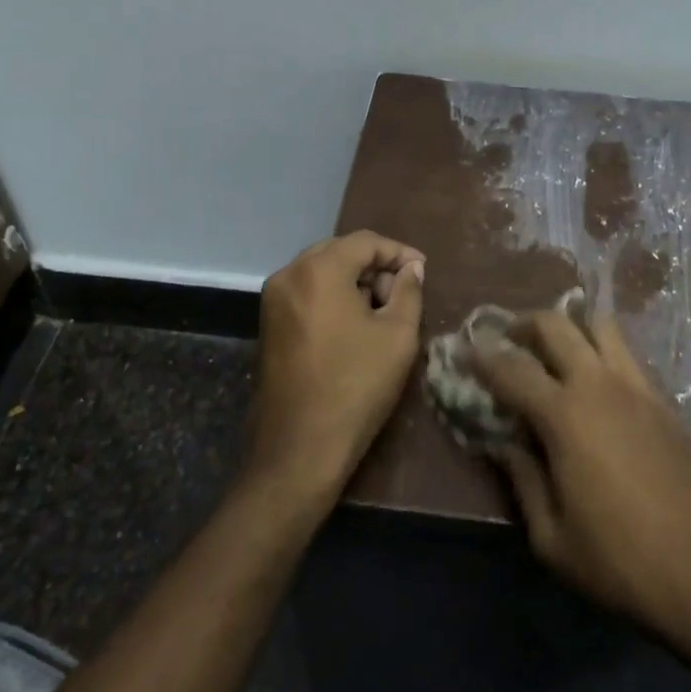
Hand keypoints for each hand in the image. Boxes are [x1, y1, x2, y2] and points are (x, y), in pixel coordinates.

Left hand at [246, 231, 424, 509]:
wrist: (299, 449)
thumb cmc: (355, 387)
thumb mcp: (397, 335)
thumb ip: (408, 291)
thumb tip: (411, 268)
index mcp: (319, 270)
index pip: (365, 242)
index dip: (398, 252)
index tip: (422, 271)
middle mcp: (289, 274)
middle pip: (340, 251)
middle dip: (374, 266)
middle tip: (402, 292)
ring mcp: (273, 299)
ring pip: (321, 270)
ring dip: (353, 281)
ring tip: (380, 311)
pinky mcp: (268, 323)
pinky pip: (306, 292)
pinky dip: (332, 296)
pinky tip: (353, 324)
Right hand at [471, 303, 690, 657]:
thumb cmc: (625, 564)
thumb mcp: (554, 540)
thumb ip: (522, 482)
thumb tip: (502, 444)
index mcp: (564, 415)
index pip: (511, 368)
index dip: (482, 356)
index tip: (464, 350)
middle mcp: (599, 384)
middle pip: (555, 323)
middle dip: (523, 324)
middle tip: (507, 341)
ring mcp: (638, 386)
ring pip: (599, 324)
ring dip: (570, 325)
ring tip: (555, 350)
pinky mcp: (665, 400)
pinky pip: (627, 353)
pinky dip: (602, 348)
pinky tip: (596, 381)